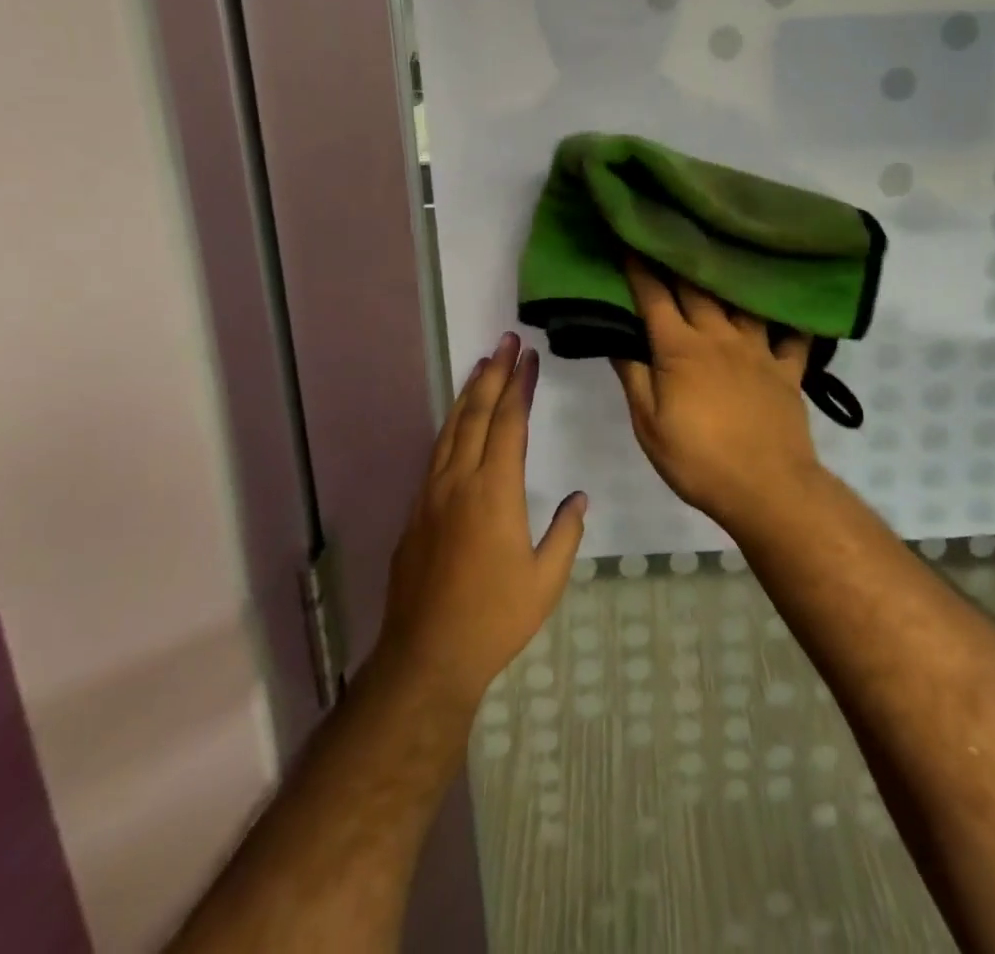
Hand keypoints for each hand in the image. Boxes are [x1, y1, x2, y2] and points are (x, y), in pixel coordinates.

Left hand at [374, 332, 587, 713]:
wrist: (427, 655)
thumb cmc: (494, 617)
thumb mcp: (546, 579)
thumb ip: (565, 532)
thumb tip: (578, 497)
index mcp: (494, 491)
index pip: (509, 422)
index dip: (519, 385)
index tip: (529, 357)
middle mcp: (459, 480)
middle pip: (477, 413)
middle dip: (493, 373)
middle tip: (506, 341)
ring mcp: (432, 493)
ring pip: (451, 427)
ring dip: (469, 392)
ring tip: (482, 364)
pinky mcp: (417, 510)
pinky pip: (437, 451)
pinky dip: (451, 424)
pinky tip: (458, 419)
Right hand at [611, 259, 822, 523]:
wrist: (767, 489)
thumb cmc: (698, 460)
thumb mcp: (649, 425)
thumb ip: (633, 377)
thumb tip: (614, 338)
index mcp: (680, 349)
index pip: (654, 298)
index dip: (638, 268)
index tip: (628, 240)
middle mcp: (719, 337)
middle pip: (696, 289)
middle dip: (679, 260)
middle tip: (671, 234)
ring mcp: (758, 350)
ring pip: (742, 301)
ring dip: (730, 277)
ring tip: (724, 253)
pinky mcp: (787, 370)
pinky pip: (793, 336)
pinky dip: (791, 319)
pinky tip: (792, 305)